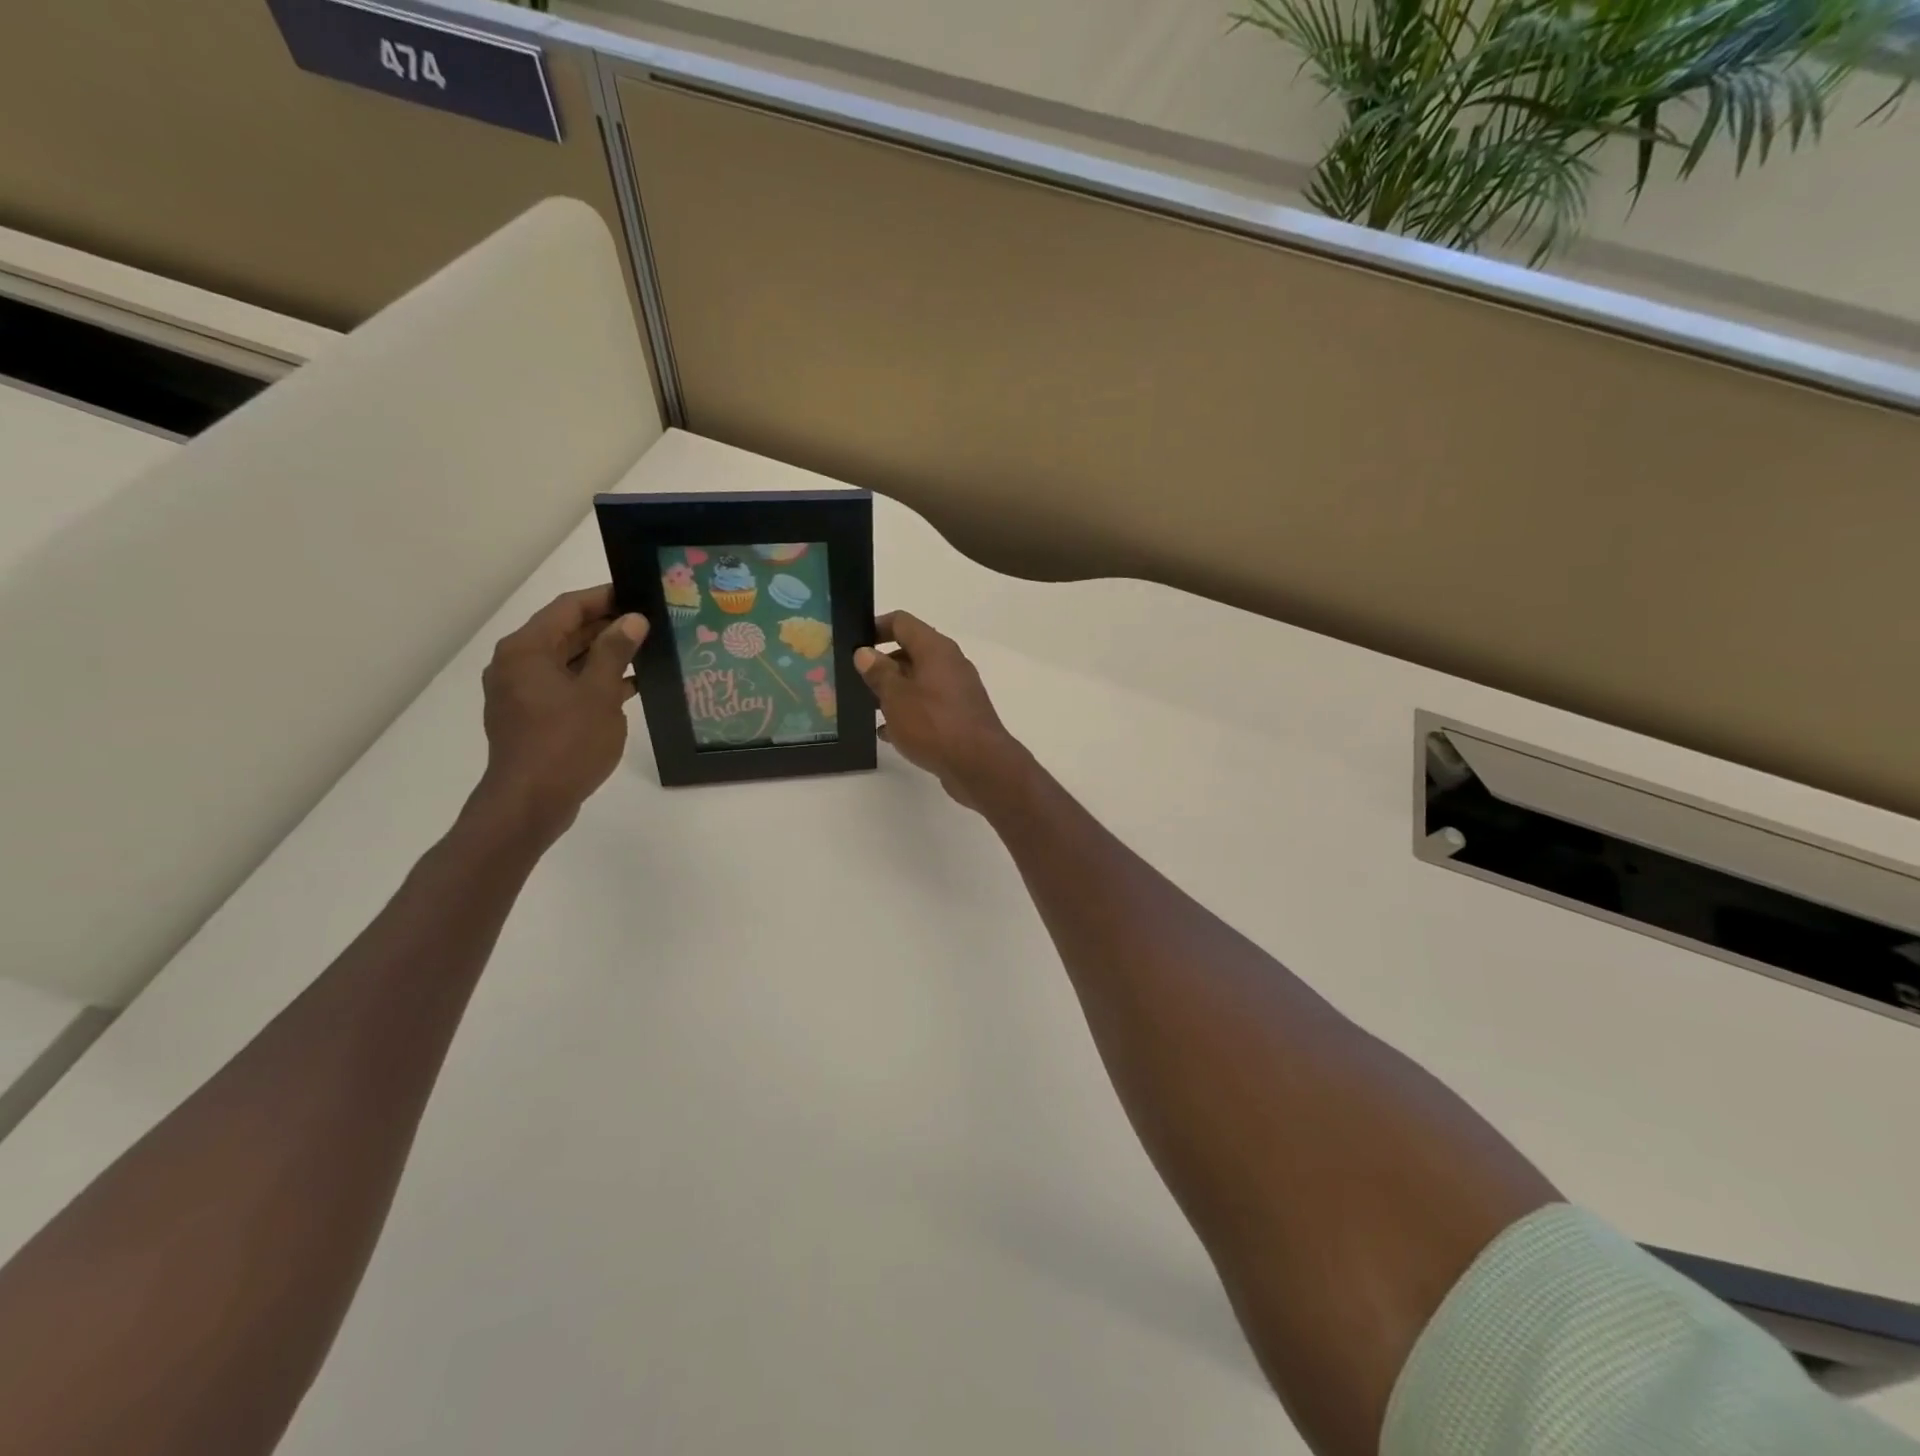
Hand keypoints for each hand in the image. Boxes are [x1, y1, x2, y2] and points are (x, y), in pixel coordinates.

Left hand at [473, 585, 647, 839]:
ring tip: (646, 652)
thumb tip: (632, 619)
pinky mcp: (530, 716)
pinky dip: (591, 681)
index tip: (639, 593)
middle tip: (649, 623)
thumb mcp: (599, 693)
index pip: (568, 607)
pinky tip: (628, 687)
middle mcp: (517, 664)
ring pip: (566, 660)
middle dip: (607, 627)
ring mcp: (521, 692)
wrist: (530, 802)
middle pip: (565, 632)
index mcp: (527, 649)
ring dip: (603, 656)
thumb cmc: (566, 743)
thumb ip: (616, 651)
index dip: (604, 597)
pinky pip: (564, 685)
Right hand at [854, 612, 1026, 811]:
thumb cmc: (934, 724)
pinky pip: (928, 706)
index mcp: (935, 649)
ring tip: (867, 706)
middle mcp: (950, 664)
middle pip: (911, 652)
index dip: (876, 627)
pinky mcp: (960, 716)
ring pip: (919, 681)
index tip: (855, 643)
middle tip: (855, 679)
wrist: (979, 765)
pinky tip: (888, 733)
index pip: (902, 622)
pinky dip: (909, 713)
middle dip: (883, 664)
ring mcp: (957, 691)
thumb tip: (865, 653)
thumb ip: (879, 673)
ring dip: (895, 691)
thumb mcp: (896, 697)